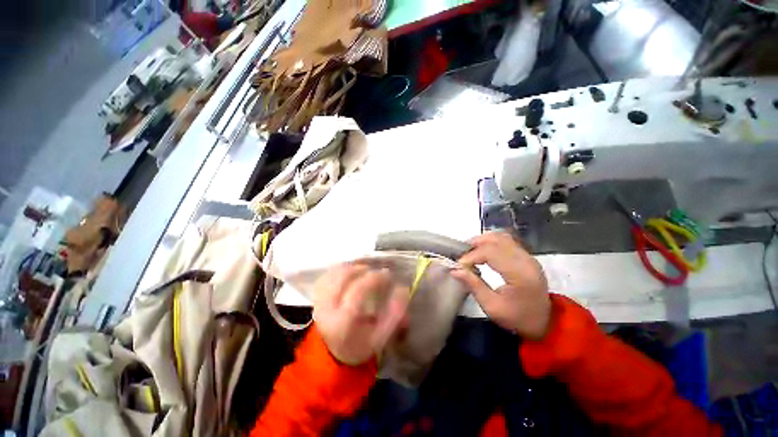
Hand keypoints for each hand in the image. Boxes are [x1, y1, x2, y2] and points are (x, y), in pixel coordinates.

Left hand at [313, 264, 409, 365]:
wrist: (333, 353)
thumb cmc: (360, 345)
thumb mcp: (381, 337)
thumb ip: (394, 314)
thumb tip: (403, 289)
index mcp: (343, 322)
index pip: (358, 291)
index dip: (374, 278)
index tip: (387, 274)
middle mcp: (327, 308)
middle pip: (343, 276)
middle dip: (362, 268)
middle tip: (375, 271)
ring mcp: (319, 300)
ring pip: (333, 273)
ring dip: (351, 266)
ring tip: (364, 269)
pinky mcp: (316, 295)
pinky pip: (327, 274)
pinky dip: (340, 268)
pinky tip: (351, 271)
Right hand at [451, 231, 550, 339]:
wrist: (544, 322)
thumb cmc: (517, 318)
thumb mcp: (492, 307)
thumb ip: (473, 285)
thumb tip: (455, 270)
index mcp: (520, 274)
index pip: (491, 252)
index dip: (471, 256)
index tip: (459, 265)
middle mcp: (526, 260)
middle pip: (496, 240)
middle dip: (474, 245)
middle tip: (462, 256)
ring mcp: (528, 256)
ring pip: (501, 237)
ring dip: (482, 241)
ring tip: (470, 251)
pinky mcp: (526, 256)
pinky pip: (506, 241)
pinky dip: (491, 242)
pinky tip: (482, 251)